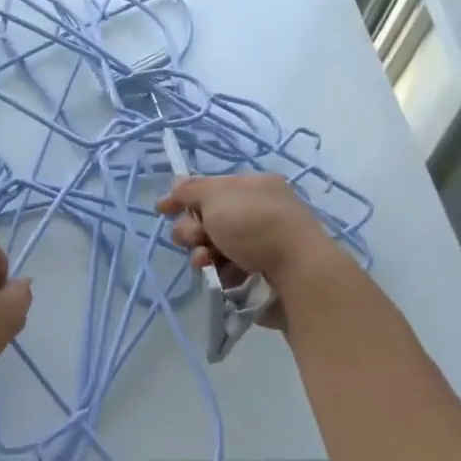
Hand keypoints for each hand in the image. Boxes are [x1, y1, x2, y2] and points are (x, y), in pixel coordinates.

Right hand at [157, 174, 351, 316]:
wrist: (297, 270)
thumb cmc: (255, 224)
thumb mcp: (216, 196)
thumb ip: (190, 190)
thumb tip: (176, 185)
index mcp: (252, 186)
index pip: (209, 187)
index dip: (183, 197)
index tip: (162, 209)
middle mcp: (258, 210)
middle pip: (207, 218)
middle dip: (192, 229)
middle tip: (196, 237)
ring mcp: (261, 240)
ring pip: (214, 244)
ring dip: (202, 252)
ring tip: (206, 260)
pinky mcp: (262, 269)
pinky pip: (228, 266)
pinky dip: (219, 269)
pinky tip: (220, 274)